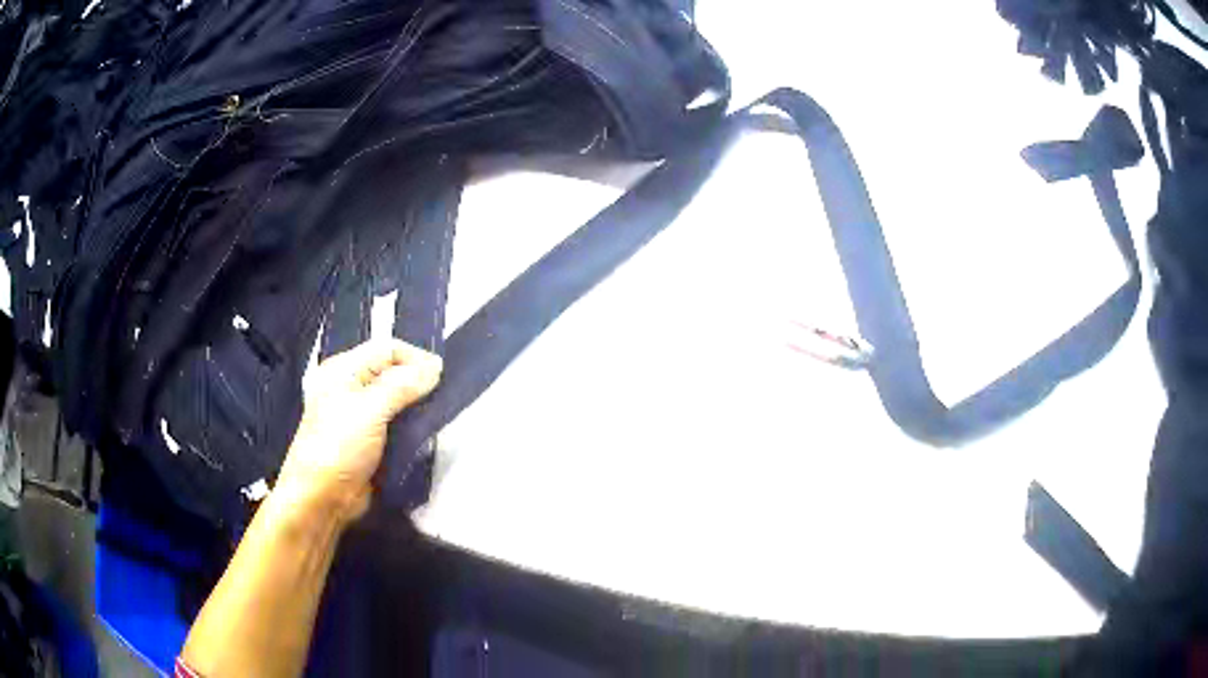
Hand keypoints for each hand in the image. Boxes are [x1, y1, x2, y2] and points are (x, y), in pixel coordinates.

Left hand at [275, 339, 442, 523]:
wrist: (322, 498)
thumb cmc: (339, 447)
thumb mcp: (370, 410)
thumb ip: (403, 385)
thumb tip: (435, 368)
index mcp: (343, 370)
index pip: (387, 349)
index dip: (415, 358)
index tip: (443, 376)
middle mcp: (350, 386)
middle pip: (392, 371)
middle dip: (418, 380)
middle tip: (443, 395)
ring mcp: (358, 414)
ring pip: (395, 398)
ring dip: (416, 404)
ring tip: (438, 413)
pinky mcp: (368, 439)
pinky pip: (394, 422)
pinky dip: (410, 424)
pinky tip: (424, 431)